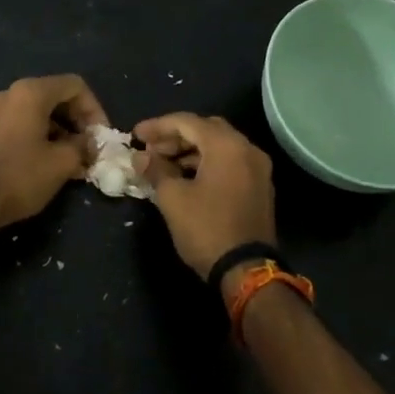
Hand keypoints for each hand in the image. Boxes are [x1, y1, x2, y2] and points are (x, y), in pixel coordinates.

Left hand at [0, 75, 107, 238]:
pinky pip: (20, 124)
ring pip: (37, 112)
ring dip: (60, 132)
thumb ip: (84, 146)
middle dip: (77, 122)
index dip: (95, 109)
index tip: (101, 137)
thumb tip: (91, 144)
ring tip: (72, 160)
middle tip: (89, 149)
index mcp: (30, 92)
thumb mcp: (62, 163)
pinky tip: (48, 163)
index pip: (74, 86)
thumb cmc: (19, 177)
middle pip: (55, 96)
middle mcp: (9, 93)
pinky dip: (39, 137)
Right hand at [134, 113, 275, 297]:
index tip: (135, 135)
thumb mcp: (172, 198)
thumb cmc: (206, 229)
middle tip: (150, 149)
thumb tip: (141, 157)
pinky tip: (186, 178)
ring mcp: (257, 168)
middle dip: (175, 136)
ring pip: (219, 146)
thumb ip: (155, 170)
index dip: (157, 126)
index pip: (186, 122)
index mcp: (226, 145)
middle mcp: (247, 149)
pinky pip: (230, 162)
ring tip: (163, 165)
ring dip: (190, 151)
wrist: (247, 271)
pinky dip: (207, 163)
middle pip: (206, 129)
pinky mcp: (260, 187)